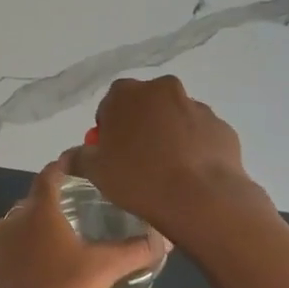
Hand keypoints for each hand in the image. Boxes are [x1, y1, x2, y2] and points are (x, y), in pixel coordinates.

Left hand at [0, 159, 163, 287]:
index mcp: (42, 210)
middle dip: (51, 198)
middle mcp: (14, 219)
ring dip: (27, 222)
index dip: (65, 165)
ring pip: (12, 222)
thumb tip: (166, 238)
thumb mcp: (104, 270)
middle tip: (75, 206)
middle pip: (33, 200)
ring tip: (48, 230)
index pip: (51, 175)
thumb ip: (135, 251)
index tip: (79, 160)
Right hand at [70, 76, 268, 250]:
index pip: (110, 103)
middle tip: (137, 159)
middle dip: (140, 125)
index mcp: (127, 94)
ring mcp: (196, 106)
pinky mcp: (221, 126)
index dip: (109, 127)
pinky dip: (194, 146)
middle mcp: (162, 90)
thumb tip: (68, 157)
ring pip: (175, 117)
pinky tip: (190, 173)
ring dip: (168, 135)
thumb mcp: (97, 172)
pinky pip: (199, 134)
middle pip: (145, 105)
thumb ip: (79, 158)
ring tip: (167, 170)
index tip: (112, 152)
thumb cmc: (139, 179)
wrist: (200, 198)